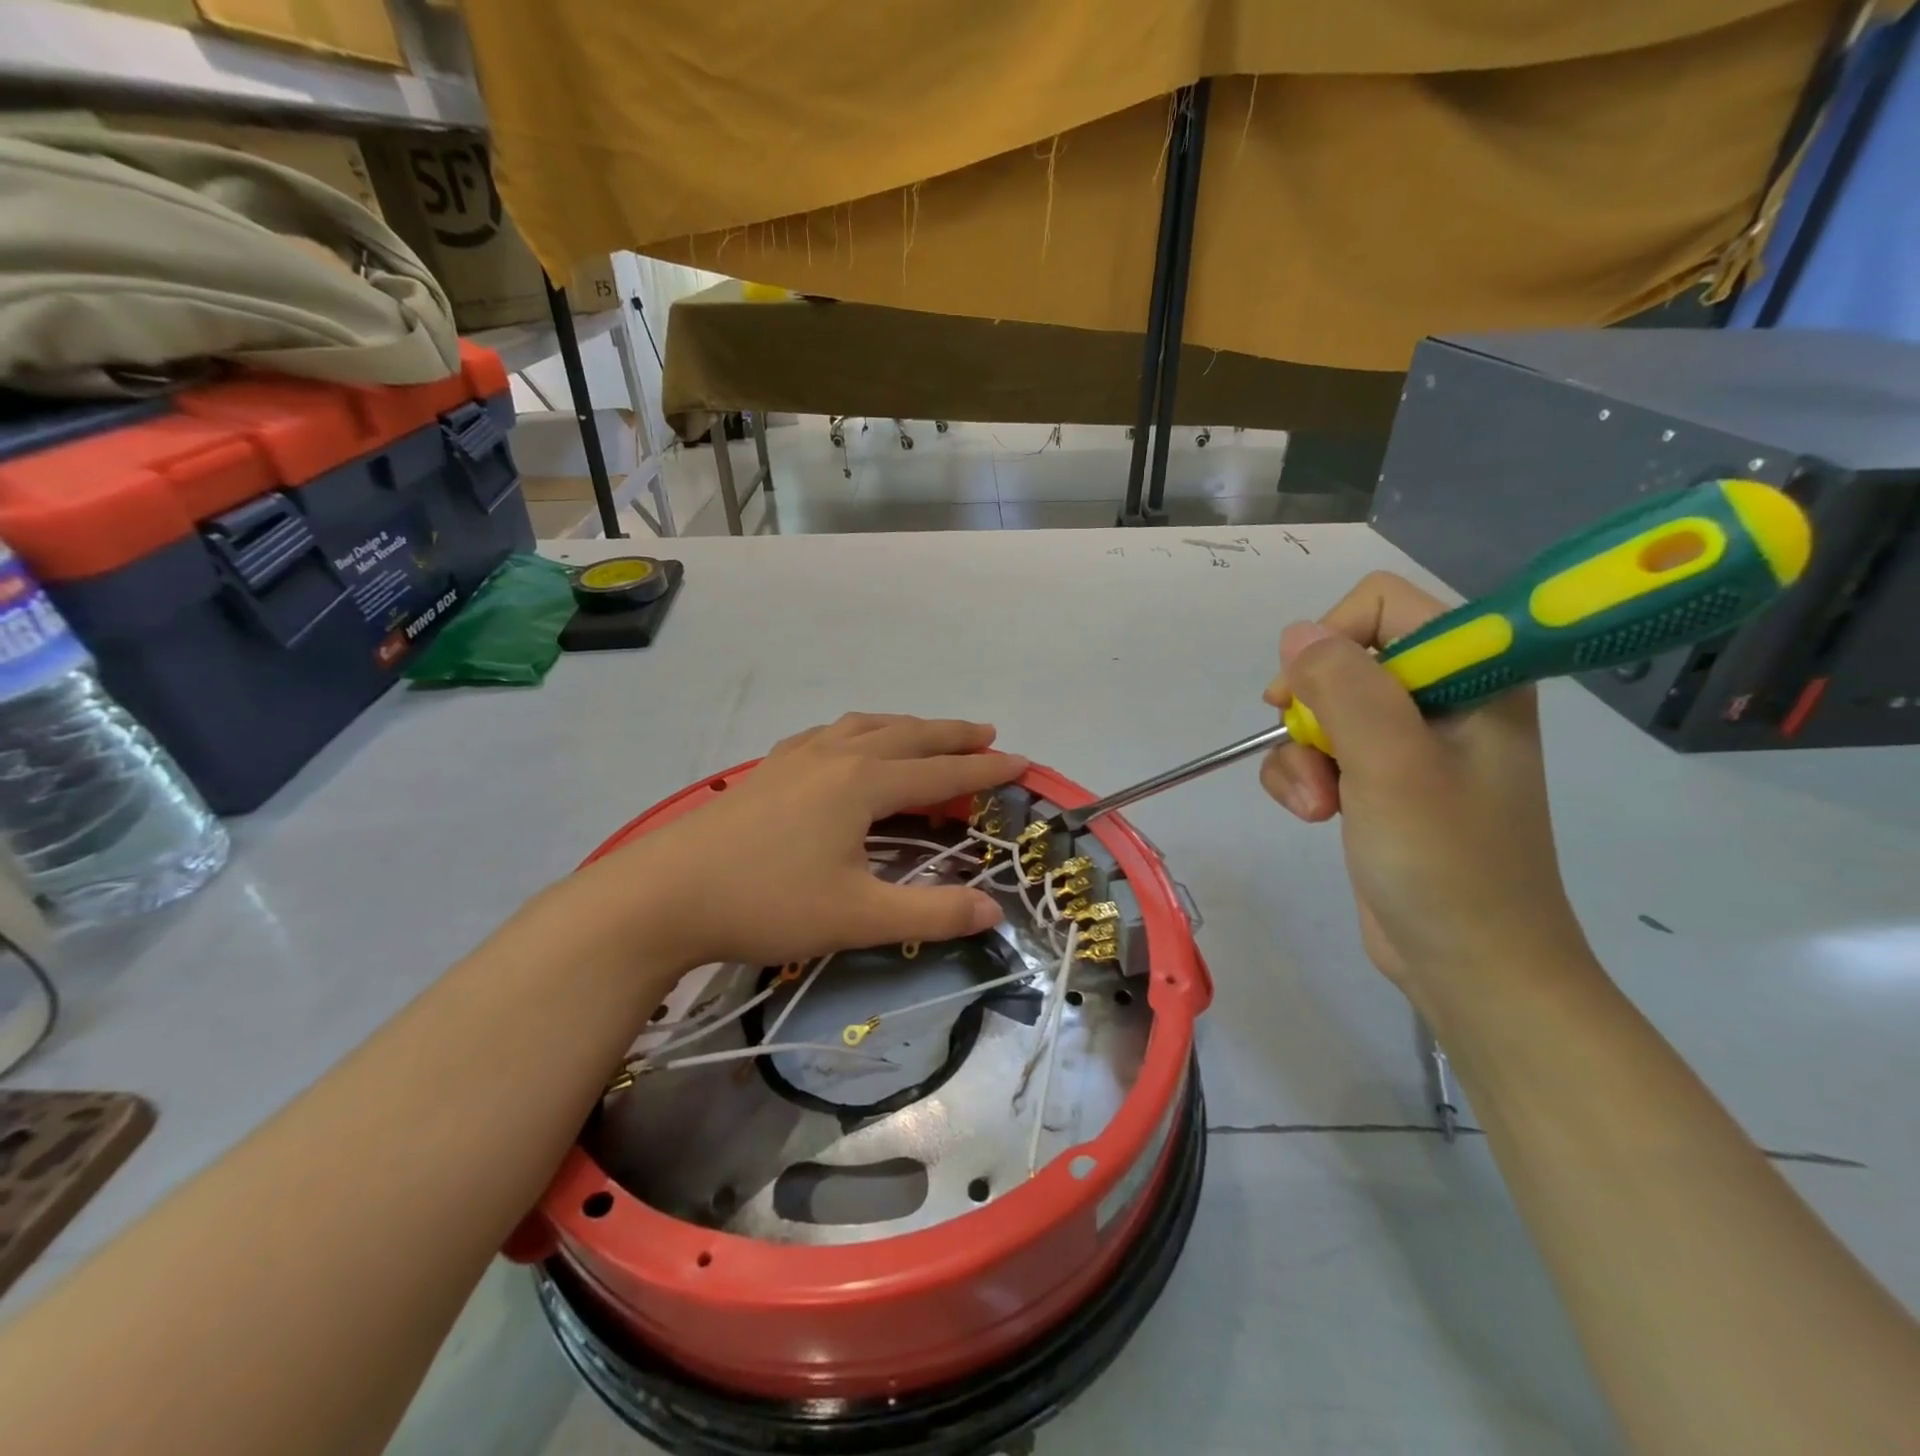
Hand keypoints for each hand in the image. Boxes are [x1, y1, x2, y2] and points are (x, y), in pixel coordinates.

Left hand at [571, 714, 1025, 971]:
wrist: (663, 895)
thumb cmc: (767, 903)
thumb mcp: (858, 916)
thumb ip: (931, 913)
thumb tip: (993, 911)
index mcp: (863, 783)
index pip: (941, 770)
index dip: (986, 769)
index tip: (1022, 762)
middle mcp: (835, 756)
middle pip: (908, 735)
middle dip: (951, 736)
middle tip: (987, 734)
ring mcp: (796, 758)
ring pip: (865, 727)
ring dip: (905, 727)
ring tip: (926, 734)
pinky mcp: (766, 770)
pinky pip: (827, 735)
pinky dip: (856, 733)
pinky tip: (846, 745)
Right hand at [1258, 573, 1595, 1014]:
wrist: (1469, 966)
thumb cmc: (1447, 864)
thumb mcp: (1393, 766)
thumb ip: (1345, 689)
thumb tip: (1295, 635)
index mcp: (1475, 676)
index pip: (1385, 606)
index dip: (1334, 639)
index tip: (1307, 691)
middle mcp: (1443, 699)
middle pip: (1341, 661)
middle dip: (1312, 712)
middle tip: (1313, 755)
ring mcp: (1409, 743)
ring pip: (1319, 711)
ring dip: (1300, 756)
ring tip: (1316, 804)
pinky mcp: (1379, 781)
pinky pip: (1317, 752)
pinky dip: (1302, 780)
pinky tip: (1314, 815)